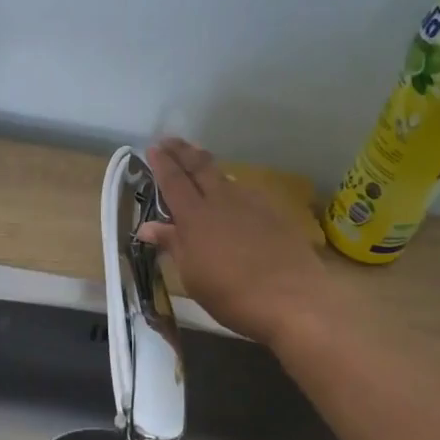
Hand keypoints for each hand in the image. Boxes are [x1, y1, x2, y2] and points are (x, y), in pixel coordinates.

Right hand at [138, 137, 333, 347]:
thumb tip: (148, 227)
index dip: (162, 163)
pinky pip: (246, 193)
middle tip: (171, 140)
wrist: (292, 299)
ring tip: (200, 164)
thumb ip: (172, 245)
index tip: (153, 147)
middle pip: (200, 167)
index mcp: (195, 216)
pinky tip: (234, 197)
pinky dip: (232, 188)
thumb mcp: (192, 275)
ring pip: (225, 177)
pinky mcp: (274, 213)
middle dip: (183, 151)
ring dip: (209, 167)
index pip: (173, 181)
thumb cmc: (231, 294)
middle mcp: (222, 201)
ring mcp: (251, 204)